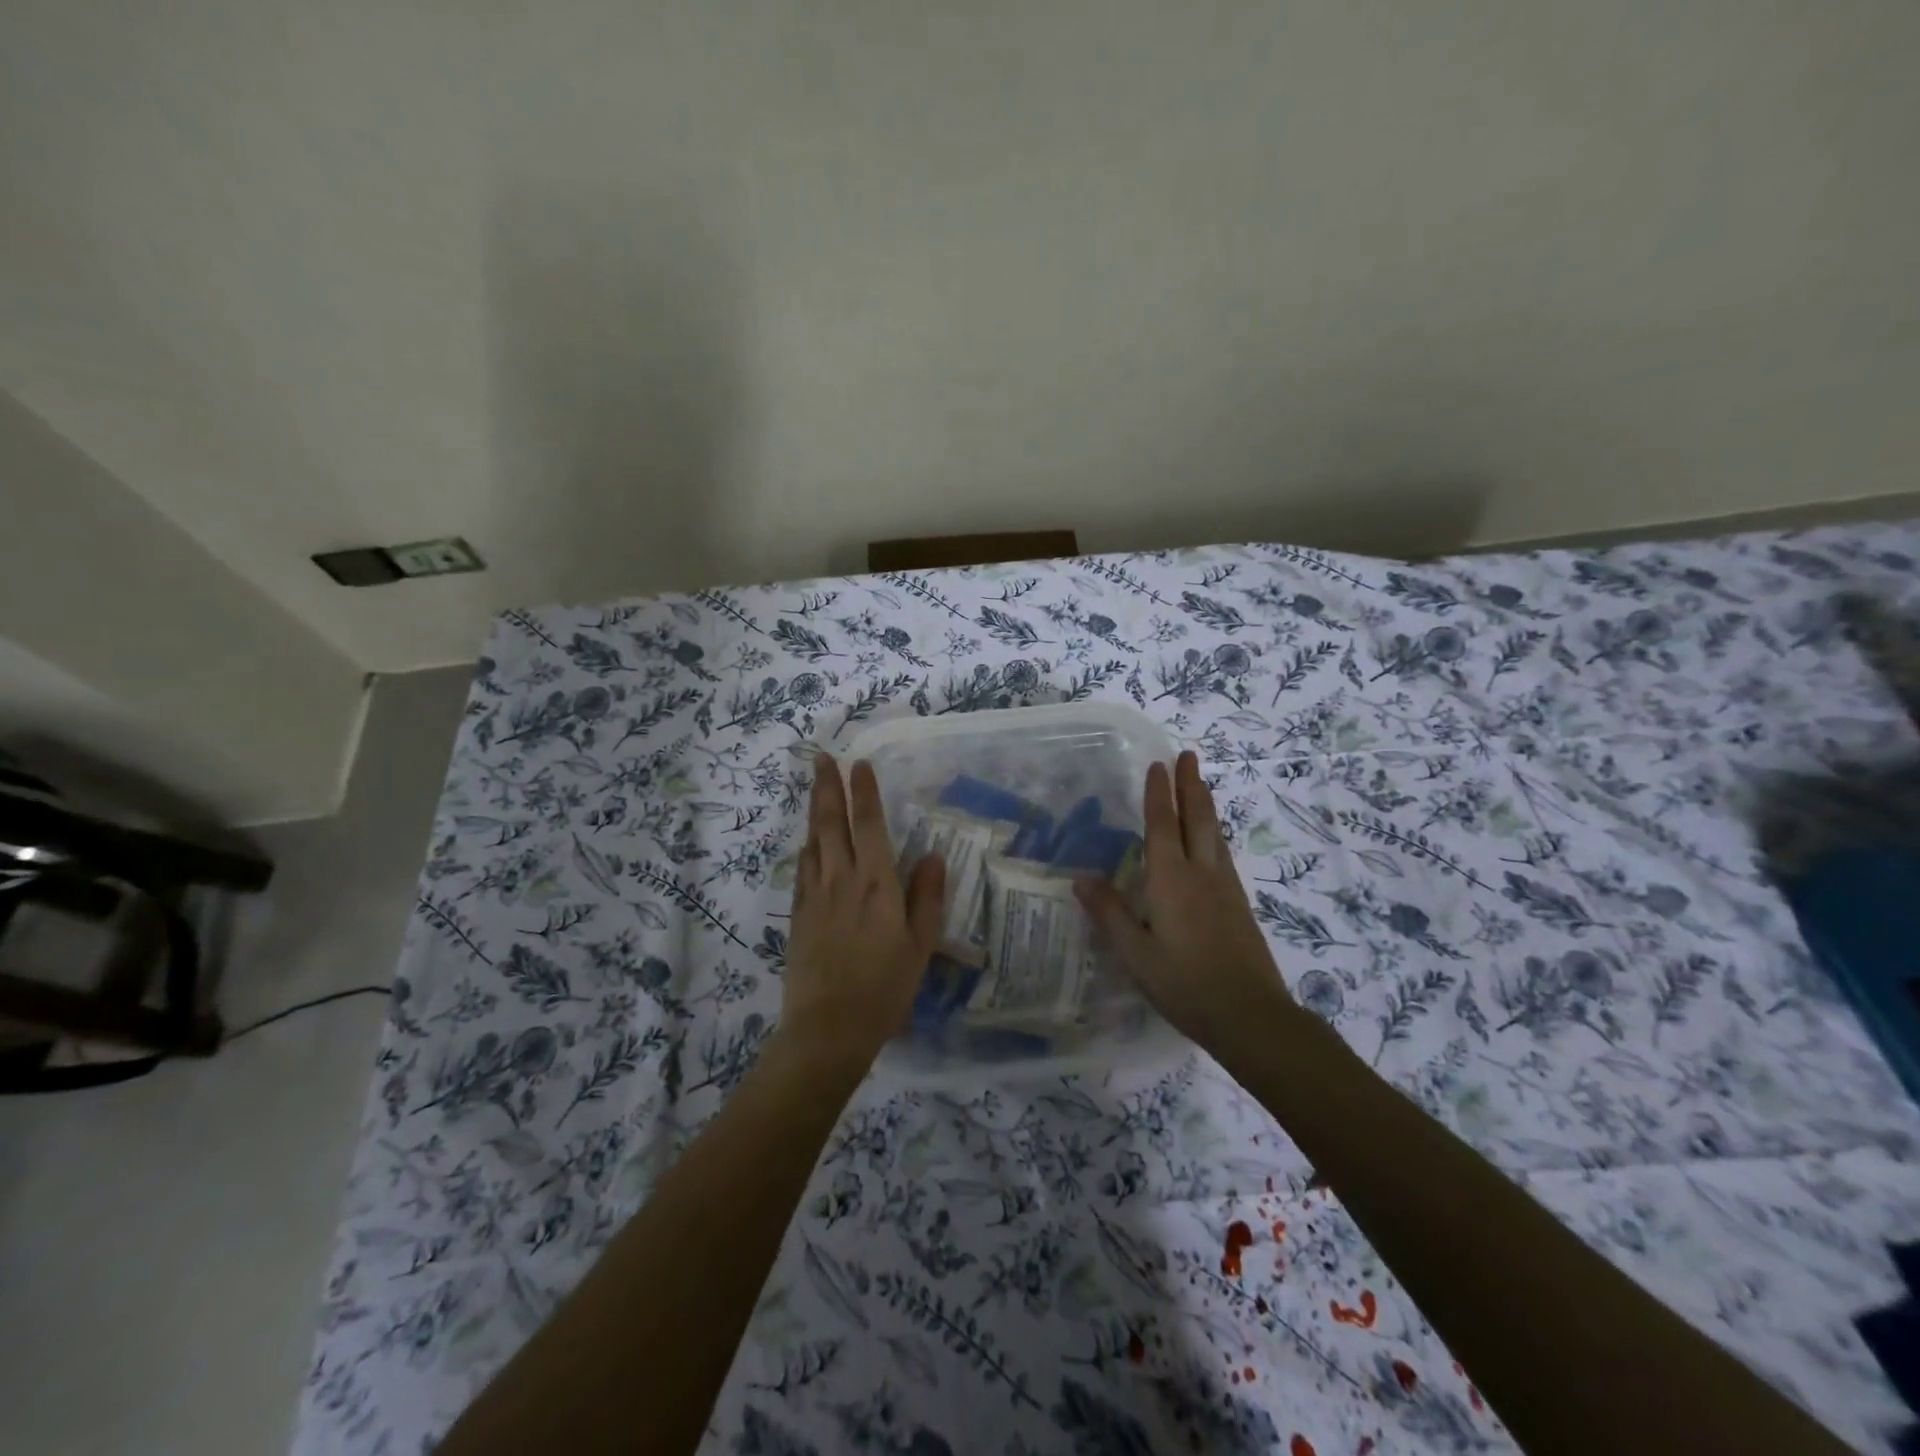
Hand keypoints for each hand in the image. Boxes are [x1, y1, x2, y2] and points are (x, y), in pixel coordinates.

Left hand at [780, 754, 944, 1069]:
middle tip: (822, 757)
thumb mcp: (919, 946)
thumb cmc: (884, 989)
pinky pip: (803, 869)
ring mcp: (815, 896)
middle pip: (831, 824)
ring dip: (814, 810)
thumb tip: (931, 855)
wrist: (828, 1029)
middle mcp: (842, 880)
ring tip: (815, 786)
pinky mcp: (799, 915)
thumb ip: (926, 897)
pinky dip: (807, 846)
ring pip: (813, 841)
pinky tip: (808, 841)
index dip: (865, 792)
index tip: (860, 763)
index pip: (870, 826)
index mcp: (876, 885)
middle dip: (827, 787)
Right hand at [1075, 750, 1290, 1054]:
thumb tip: (1081, 877)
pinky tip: (1214, 843)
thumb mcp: (1136, 954)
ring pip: (1215, 834)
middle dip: (1191, 785)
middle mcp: (1201, 874)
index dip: (1159, 794)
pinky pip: (1223, 854)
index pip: (1162, 825)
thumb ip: (1109, 913)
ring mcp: (1226, 888)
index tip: (1159, 764)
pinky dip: (1214, 833)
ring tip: (1201, 787)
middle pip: (1197, 819)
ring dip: (1206, 805)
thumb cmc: (1185, 984)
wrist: (1251, 1016)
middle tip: (1189, 755)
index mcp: (1171, 880)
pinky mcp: (1239, 905)